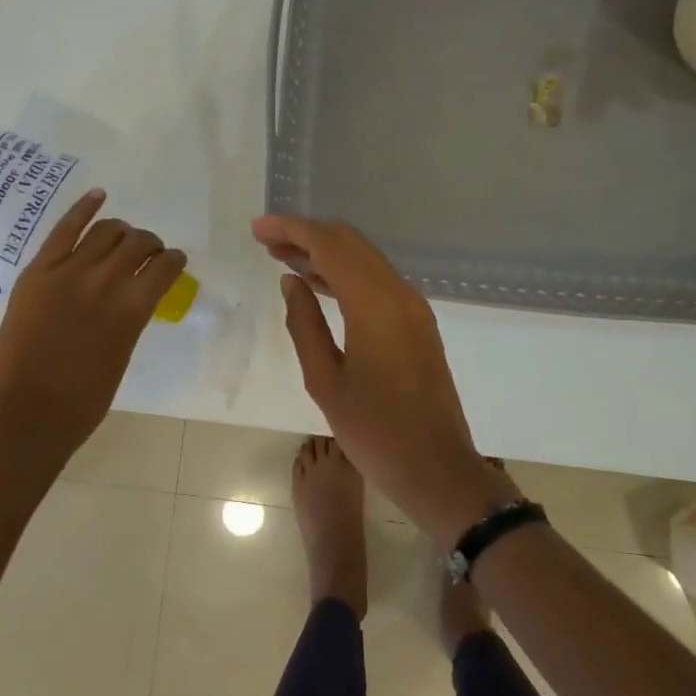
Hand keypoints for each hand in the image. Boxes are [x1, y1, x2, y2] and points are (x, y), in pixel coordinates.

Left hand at [0, 190, 187, 466]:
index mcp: (133, 309)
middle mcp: (105, 281)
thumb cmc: (84, 399)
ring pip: (106, 231)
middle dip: (149, 244)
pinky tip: (98, 196)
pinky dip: (84, 208)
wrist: (27, 412)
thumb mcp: (123, 353)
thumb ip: (132, 318)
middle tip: (147, 253)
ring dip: (122, 231)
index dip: (174, 260)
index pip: (165, 266)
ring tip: (122, 238)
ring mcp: (68, 272)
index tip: (174, 261)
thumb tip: (136, 295)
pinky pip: (64, 229)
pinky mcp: (38, 271)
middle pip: (137, 242)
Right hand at [251, 213, 507, 545]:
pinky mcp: (417, 322)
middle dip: (307, 235)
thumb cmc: (374, 431)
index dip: (292, 230)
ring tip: (282, 258)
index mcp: (375, 305)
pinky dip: (345, 274)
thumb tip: (290, 281)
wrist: (436, 467)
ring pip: (365, 260)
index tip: (258, 228)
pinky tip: (317, 284)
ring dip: (325, 253)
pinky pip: (377, 282)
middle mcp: (399, 294)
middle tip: (266, 241)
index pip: (330, 246)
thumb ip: (304, 324)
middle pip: (350, 244)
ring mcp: (413, 307)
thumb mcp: (325, 381)